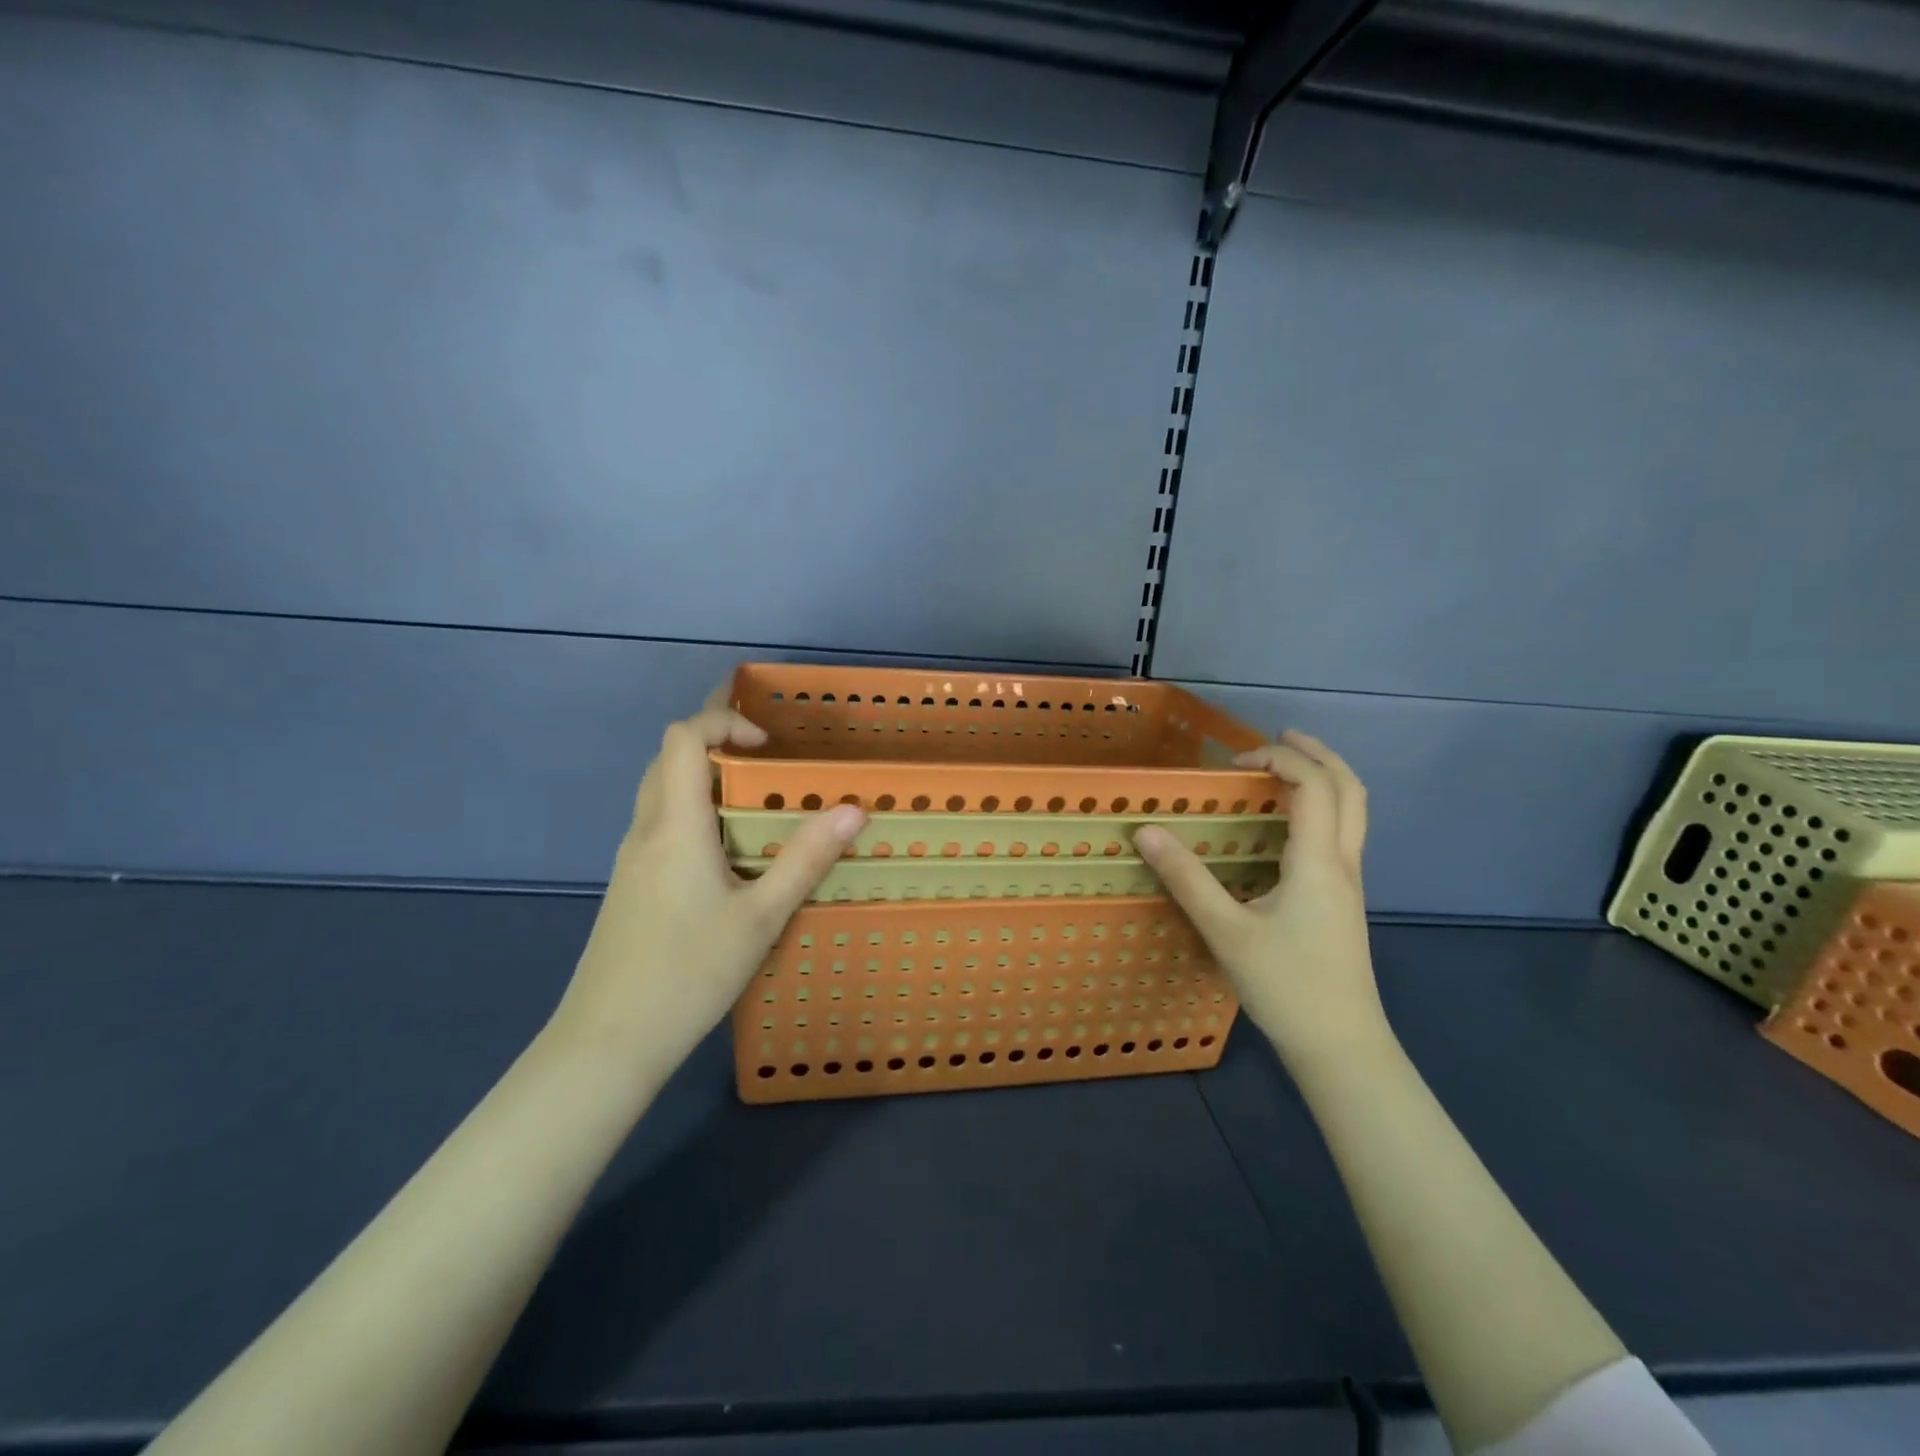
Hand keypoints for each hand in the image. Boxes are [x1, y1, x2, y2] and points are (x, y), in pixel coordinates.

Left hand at [546, 703, 864, 1087]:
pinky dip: (691, 809)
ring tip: (751, 795)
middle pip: (668, 757)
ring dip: (701, 775)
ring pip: (660, 791)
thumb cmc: (689, 973)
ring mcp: (631, 859)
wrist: (608, 1042)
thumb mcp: (761, 917)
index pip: (684, 737)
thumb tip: (852, 809)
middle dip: (712, 737)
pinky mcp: (629, 886)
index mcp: (675, 825)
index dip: (723, 719)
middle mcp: (646, 830)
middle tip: (763, 750)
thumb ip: (806, 859)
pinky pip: (659, 824)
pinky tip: (724, 850)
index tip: (768, 744)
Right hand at [1134, 730, 1387, 1072]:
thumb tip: (1147, 832)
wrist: (1342, 1047)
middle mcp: (1344, 863)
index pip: (1314, 785)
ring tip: (1285, 770)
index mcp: (1319, 861)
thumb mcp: (1227, 932)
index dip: (1279, 759)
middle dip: (1317, 754)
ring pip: (1354, 813)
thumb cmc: (1286, 986)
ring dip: (1324, 779)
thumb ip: (1187, 878)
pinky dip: (1321, 809)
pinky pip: (1342, 835)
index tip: (1234, 764)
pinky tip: (1288, 827)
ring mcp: (1350, 884)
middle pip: (1350, 789)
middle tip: (1279, 738)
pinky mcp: (1344, 902)